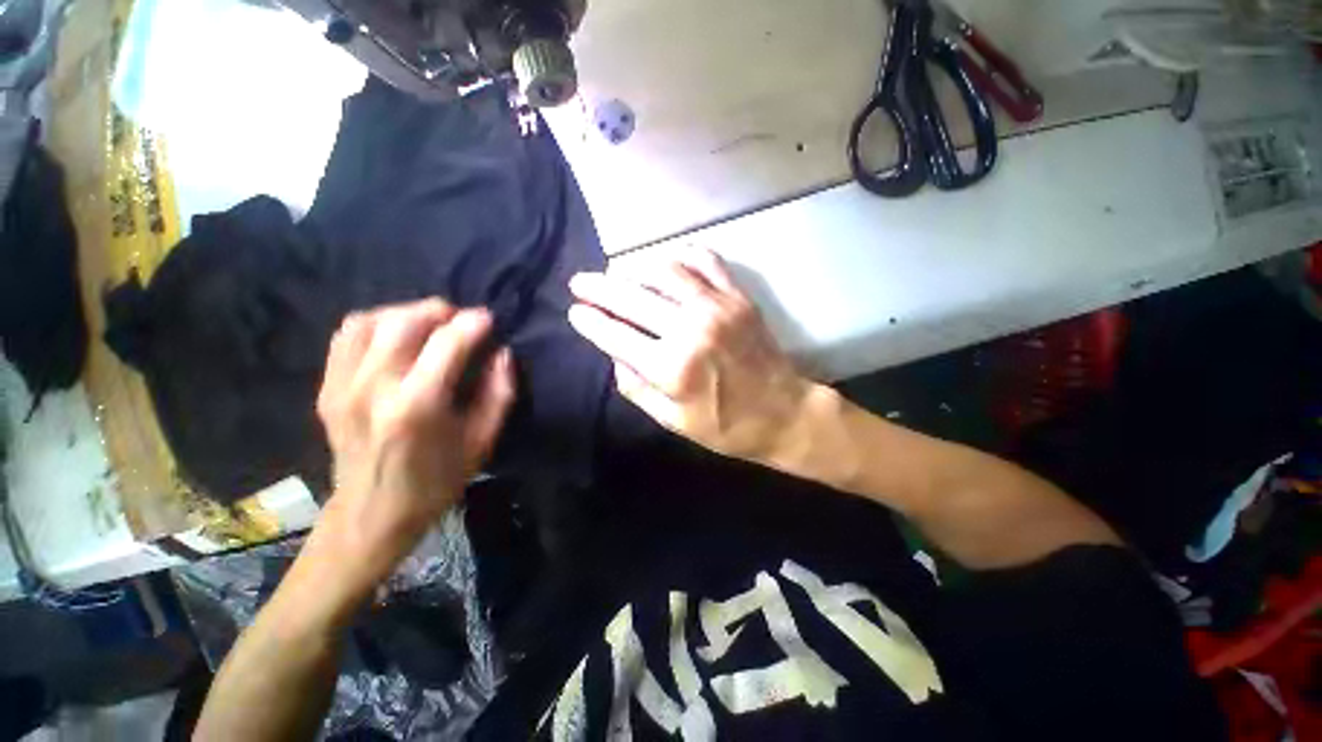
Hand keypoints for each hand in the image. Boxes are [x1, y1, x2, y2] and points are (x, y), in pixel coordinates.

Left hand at [308, 299, 514, 597]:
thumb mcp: (482, 441)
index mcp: (416, 406)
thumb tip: (502, 353)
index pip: (447, 343)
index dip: (472, 323)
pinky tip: (396, 336)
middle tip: (461, 320)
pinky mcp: (327, 389)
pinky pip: (347, 336)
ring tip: (430, 324)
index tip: (489, 318)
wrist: (372, 514)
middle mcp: (372, 388)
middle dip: (439, 310)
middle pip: (403, 322)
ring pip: (370, 321)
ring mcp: (341, 387)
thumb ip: (499, 393)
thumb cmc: (437, 480)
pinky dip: (376, 324)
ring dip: (406, 313)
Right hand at [567, 249, 825, 466]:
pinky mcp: (738, 297)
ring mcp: (718, 307)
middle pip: (632, 297)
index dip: (590, 321)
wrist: (784, 413)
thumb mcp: (673, 421)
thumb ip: (637, 387)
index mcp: (672, 368)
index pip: (616, 335)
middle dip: (599, 287)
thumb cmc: (726, 426)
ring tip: (617, 273)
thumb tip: (614, 354)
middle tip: (580, 282)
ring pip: (663, 271)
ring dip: (633, 269)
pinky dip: (679, 256)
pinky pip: (704, 261)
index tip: (574, 311)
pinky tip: (665, 264)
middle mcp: (691, 329)